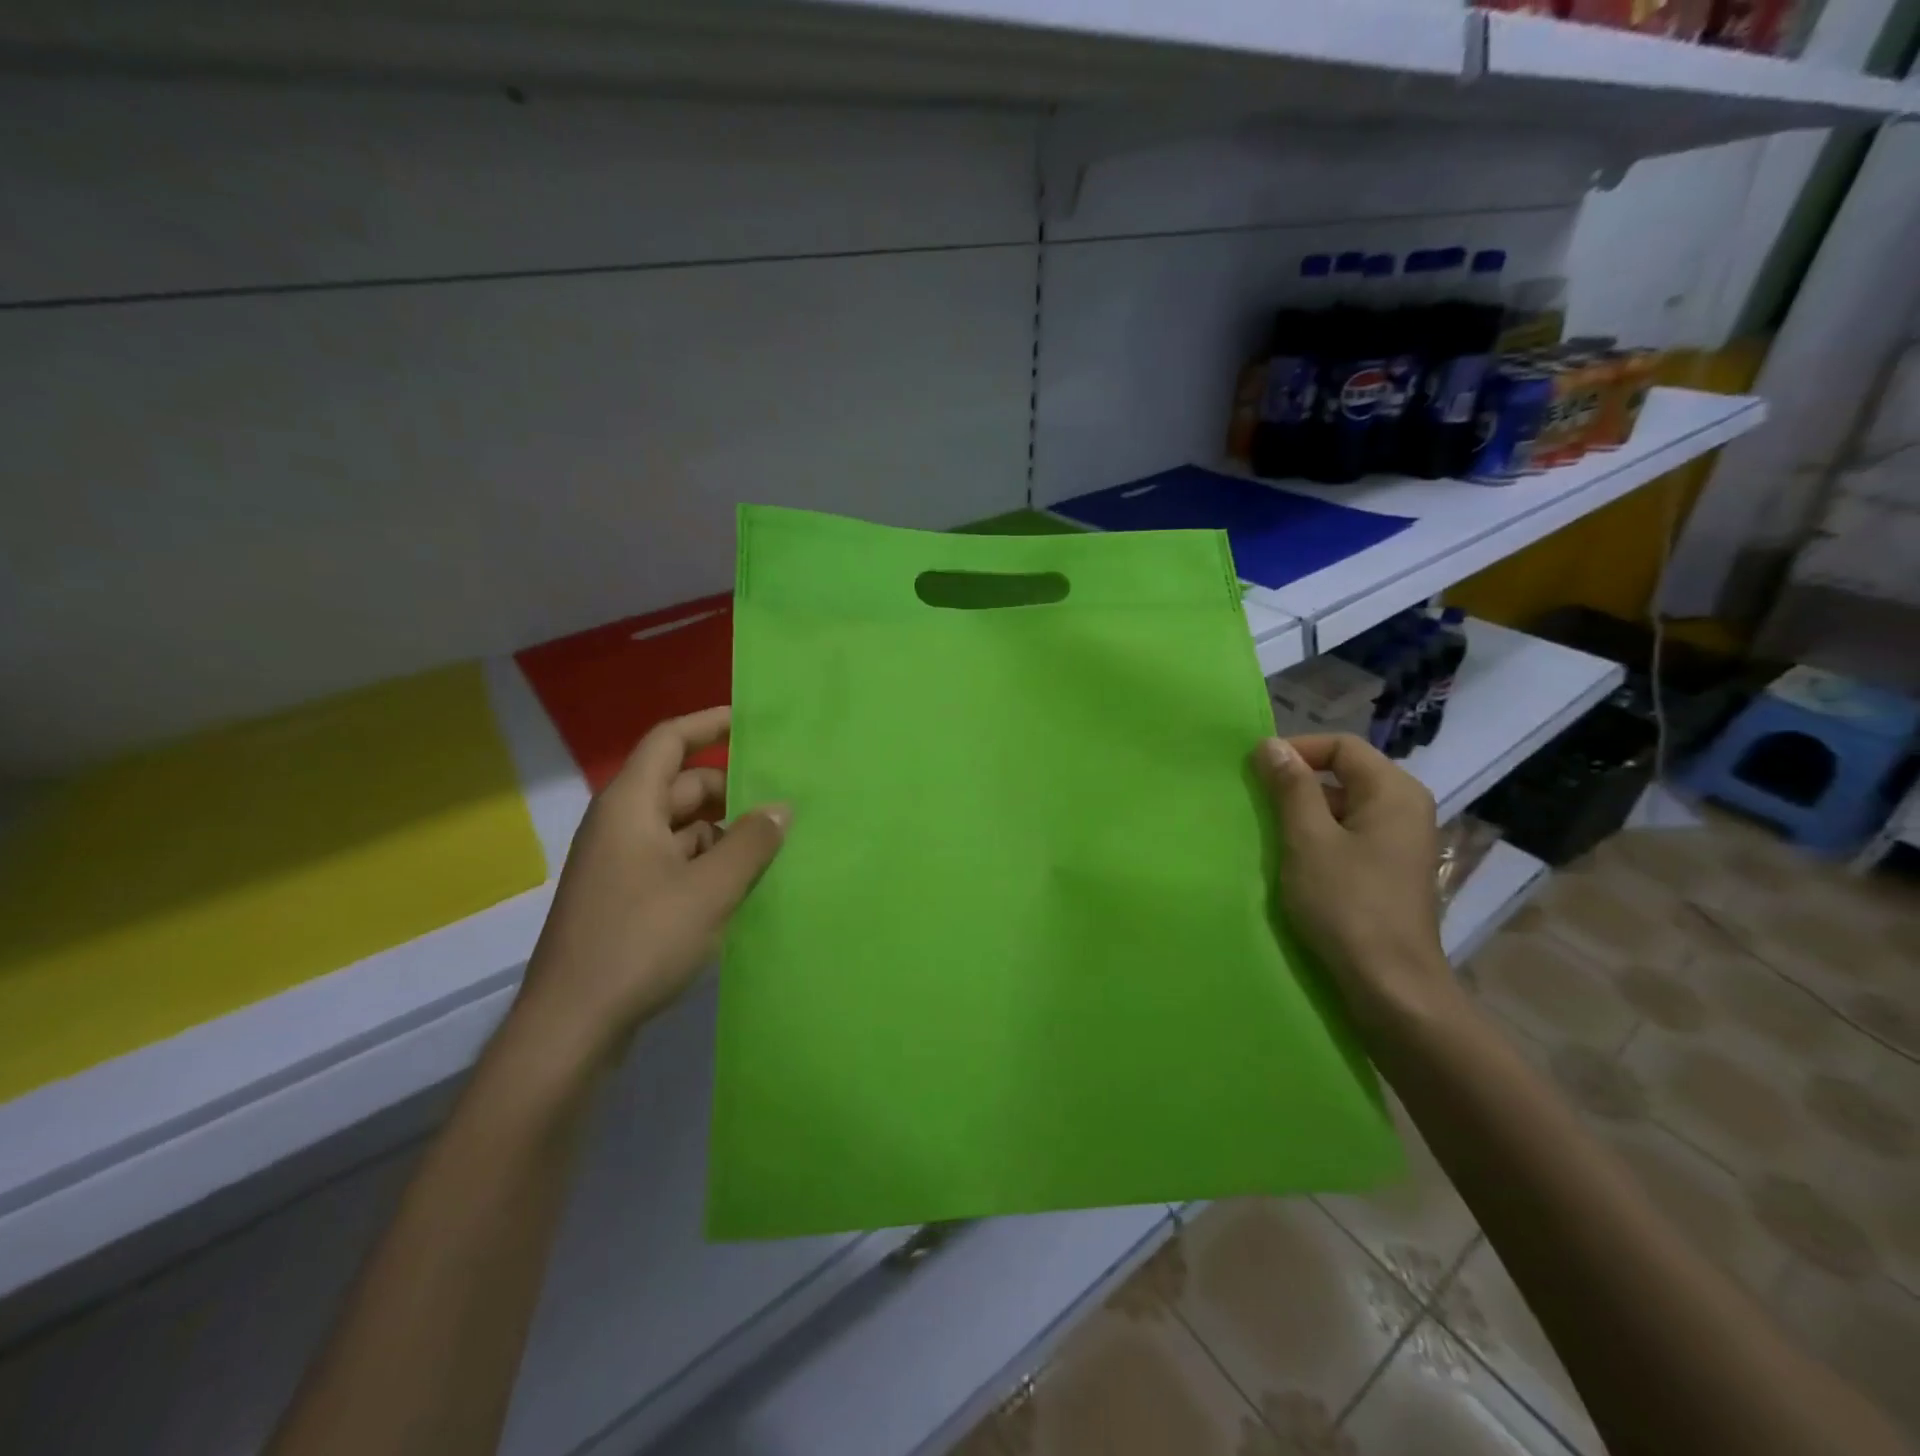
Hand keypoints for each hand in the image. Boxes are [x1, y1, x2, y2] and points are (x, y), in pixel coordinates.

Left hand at [515, 707, 788, 1063]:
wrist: (572, 1025)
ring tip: (775, 848)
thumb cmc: (640, 941)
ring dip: (724, 833)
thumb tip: (780, 808)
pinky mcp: (625, 899)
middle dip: (731, 790)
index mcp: (631, 806)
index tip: (751, 721)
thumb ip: (751, 842)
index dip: (708, 724)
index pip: (669, 741)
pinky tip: (744, 886)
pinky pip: (674, 861)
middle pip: (681, 786)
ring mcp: (621, 864)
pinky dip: (708, 863)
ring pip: (682, 828)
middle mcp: (622, 826)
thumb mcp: (710, 889)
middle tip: (782, 803)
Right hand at [1252, 733, 1458, 1032]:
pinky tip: (1294, 859)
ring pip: (1345, 805)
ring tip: (1270, 832)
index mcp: (1394, 791)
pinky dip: (1320, 836)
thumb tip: (1270, 744)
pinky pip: (1351, 833)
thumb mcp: (1308, 839)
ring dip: (1305, 811)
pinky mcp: (1391, 868)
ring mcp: (1401, 840)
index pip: (1342, 746)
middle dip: (1298, 781)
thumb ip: (1291, 787)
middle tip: (1257, 802)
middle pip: (1345, 772)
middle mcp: (1405, 807)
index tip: (1257, 771)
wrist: (1390, 983)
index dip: (1297, 750)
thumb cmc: (1347, 903)